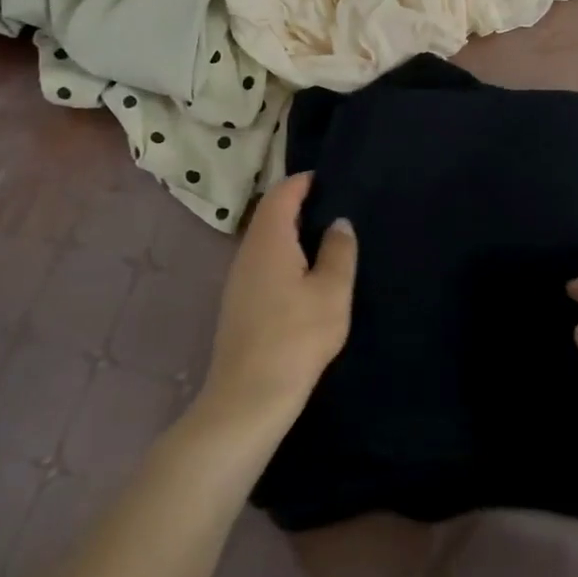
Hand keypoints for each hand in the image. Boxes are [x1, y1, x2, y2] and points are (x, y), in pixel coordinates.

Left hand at [197, 173, 355, 433]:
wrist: (248, 398)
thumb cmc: (296, 337)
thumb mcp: (331, 291)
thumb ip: (338, 251)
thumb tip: (339, 223)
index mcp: (269, 240)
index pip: (281, 194)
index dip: (303, 181)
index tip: (329, 178)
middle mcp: (248, 252)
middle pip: (270, 215)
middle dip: (298, 205)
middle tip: (334, 206)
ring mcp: (238, 280)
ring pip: (265, 241)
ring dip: (291, 233)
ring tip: (325, 239)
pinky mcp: (238, 304)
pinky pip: (262, 264)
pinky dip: (284, 256)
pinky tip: (305, 276)